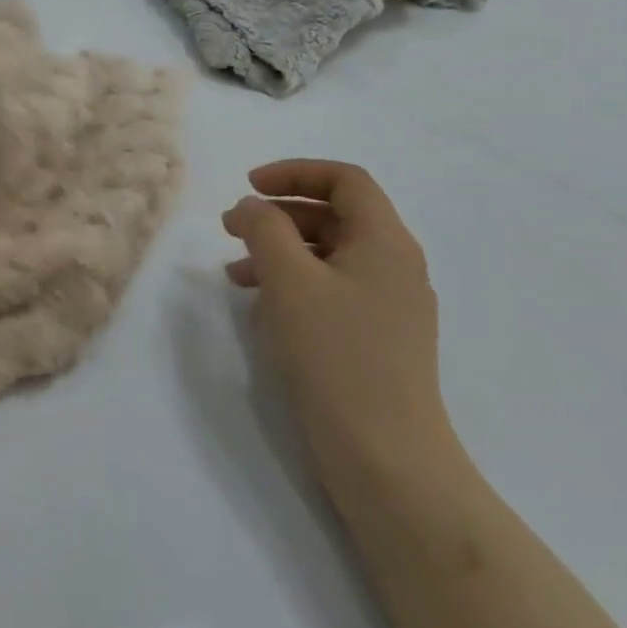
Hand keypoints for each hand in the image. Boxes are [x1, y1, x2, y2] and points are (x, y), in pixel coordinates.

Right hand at [223, 160, 459, 485]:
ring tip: (235, 273)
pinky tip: (263, 307)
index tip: (249, 186)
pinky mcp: (378, 338)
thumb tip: (252, 206)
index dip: (294, 172)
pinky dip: (294, 283)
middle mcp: (395, 265)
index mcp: (385, 241)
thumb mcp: (289, 279)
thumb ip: (264, 228)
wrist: (386, 455)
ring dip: (280, 251)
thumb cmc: (336, 354)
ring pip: (329, 255)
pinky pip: (333, 289)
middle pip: (335, 215)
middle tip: (231, 228)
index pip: (345, 180)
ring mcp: (391, 305)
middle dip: (278, 214)